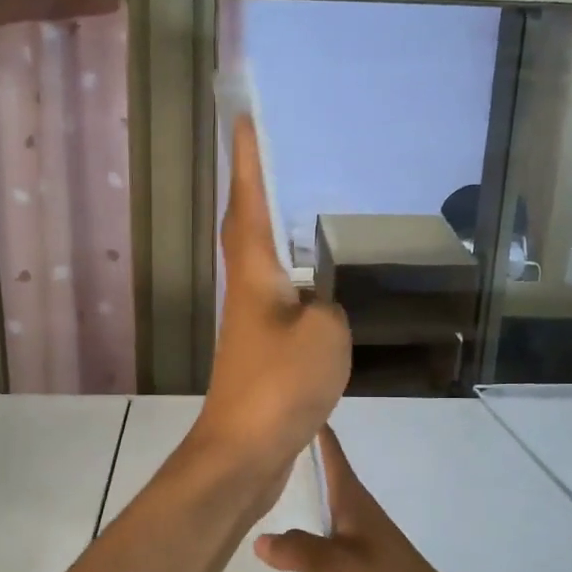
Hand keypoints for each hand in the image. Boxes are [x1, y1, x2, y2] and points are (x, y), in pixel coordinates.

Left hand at [191, 116, 349, 482]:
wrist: (245, 451)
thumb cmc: (281, 383)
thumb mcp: (325, 334)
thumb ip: (328, 308)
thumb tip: (319, 308)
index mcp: (255, 275)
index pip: (249, 203)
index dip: (246, 161)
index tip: (243, 119)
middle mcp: (246, 293)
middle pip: (247, 229)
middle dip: (254, 191)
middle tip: (271, 158)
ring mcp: (250, 327)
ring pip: (262, 267)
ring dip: (273, 235)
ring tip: (298, 212)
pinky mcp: (261, 357)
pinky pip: (280, 305)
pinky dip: (294, 286)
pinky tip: (315, 291)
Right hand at [254, 427, 499, 571]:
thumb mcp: (330, 571)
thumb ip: (295, 549)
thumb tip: (262, 537)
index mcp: (356, 504)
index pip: (333, 455)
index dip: (316, 430)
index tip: (294, 404)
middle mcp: (365, 517)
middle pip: (331, 479)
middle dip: (304, 462)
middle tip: (265, 450)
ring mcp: (373, 544)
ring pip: (334, 510)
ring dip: (309, 497)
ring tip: (275, 493)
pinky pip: (338, 538)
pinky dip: (317, 531)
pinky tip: (303, 547)